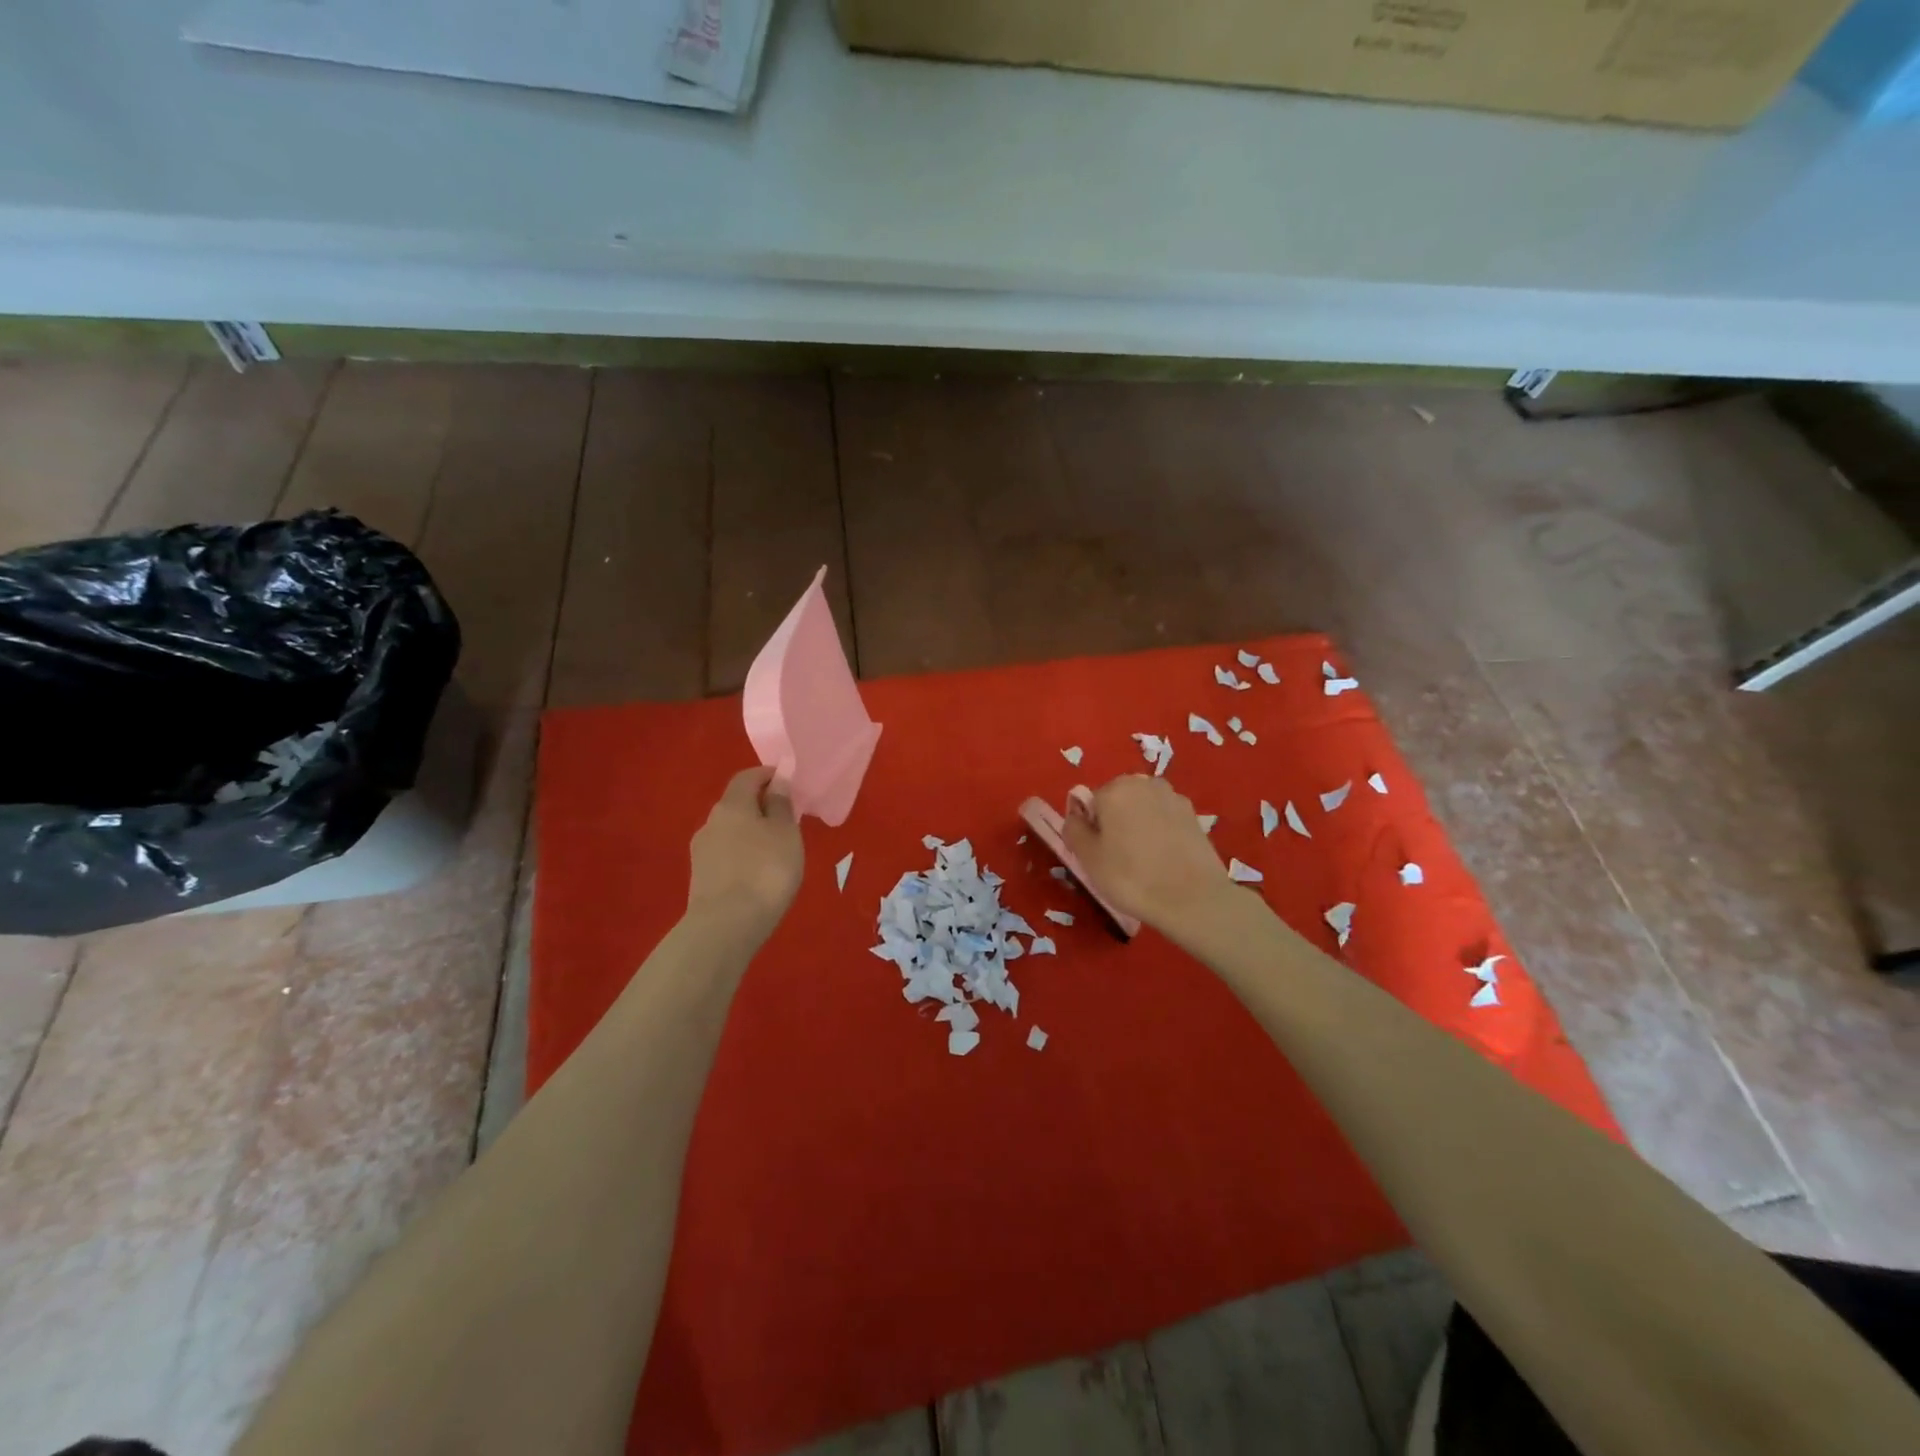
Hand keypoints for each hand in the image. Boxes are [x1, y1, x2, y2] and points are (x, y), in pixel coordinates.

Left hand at [686, 766, 803, 940]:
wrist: (726, 926)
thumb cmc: (765, 871)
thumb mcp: (786, 834)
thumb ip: (781, 805)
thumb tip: (777, 782)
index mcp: (732, 805)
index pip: (747, 777)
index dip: (769, 775)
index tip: (789, 783)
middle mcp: (711, 822)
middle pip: (737, 804)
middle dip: (760, 806)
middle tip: (787, 820)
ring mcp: (701, 851)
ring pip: (730, 831)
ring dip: (751, 833)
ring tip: (775, 850)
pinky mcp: (701, 878)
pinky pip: (726, 854)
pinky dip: (743, 854)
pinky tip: (757, 873)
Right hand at [1063, 775, 1238, 934]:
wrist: (1193, 899)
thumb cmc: (1131, 878)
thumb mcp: (1088, 858)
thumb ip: (1073, 829)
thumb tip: (1076, 816)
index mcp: (1115, 788)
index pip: (1090, 804)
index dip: (1091, 829)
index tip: (1098, 855)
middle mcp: (1144, 783)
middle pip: (1117, 801)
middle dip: (1115, 823)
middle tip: (1118, 860)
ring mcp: (1173, 797)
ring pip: (1142, 809)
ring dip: (1138, 826)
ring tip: (1144, 862)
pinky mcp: (1194, 815)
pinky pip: (1164, 819)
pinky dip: (1160, 833)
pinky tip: (1165, 860)